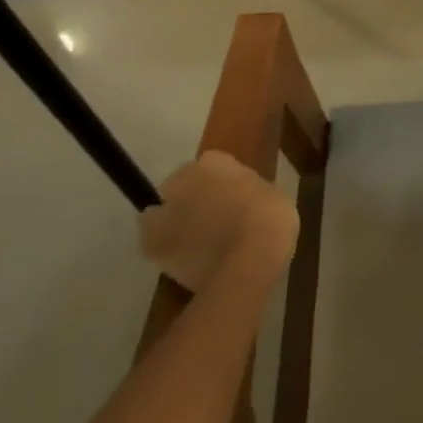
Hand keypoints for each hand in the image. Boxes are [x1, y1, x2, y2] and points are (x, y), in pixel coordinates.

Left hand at [139, 154, 298, 292]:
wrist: (250, 259)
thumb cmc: (271, 217)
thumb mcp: (270, 192)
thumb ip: (246, 190)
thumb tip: (240, 198)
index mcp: (214, 162)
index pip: (210, 164)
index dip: (220, 181)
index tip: (232, 196)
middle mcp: (183, 180)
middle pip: (179, 185)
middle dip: (189, 197)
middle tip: (210, 217)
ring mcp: (163, 213)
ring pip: (157, 214)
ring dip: (170, 222)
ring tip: (191, 241)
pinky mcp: (152, 246)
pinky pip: (153, 245)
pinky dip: (164, 250)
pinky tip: (183, 261)